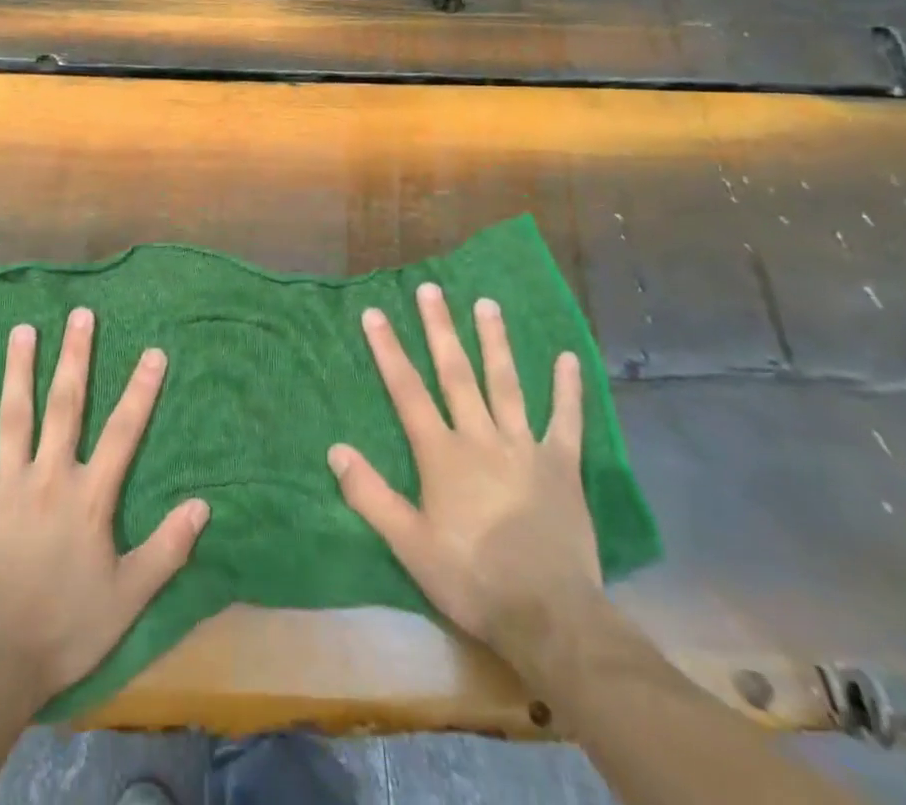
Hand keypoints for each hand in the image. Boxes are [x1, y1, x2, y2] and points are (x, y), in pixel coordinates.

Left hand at [0, 308, 209, 709]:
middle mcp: (47, 477)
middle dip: (75, 357)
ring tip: (22, 329)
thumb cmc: (64, 630)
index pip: (123, 432)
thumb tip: (204, 505)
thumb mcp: (128, 598)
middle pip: (65, 406)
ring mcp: (4, 486)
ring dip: (18, 370)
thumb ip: (166, 549)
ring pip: (13, 416)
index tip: (153, 352)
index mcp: (88, 498)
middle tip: (80, 315)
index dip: (141, 390)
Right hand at [329, 282, 601, 663]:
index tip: (374, 313)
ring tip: (486, 303)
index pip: (407, 391)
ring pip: (506, 383)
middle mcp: (481, 437)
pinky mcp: (562, 465)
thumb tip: (335, 449)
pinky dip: (567, 388)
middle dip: (440, 328)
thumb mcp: (409, 545)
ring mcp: (525, 447)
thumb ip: (371, 495)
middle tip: (431, 289)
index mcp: (442, 454)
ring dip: (495, 341)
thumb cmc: (471, 578)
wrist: (549, 616)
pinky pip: (566, 420)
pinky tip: (570, 358)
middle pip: (456, 373)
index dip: (388, 350)